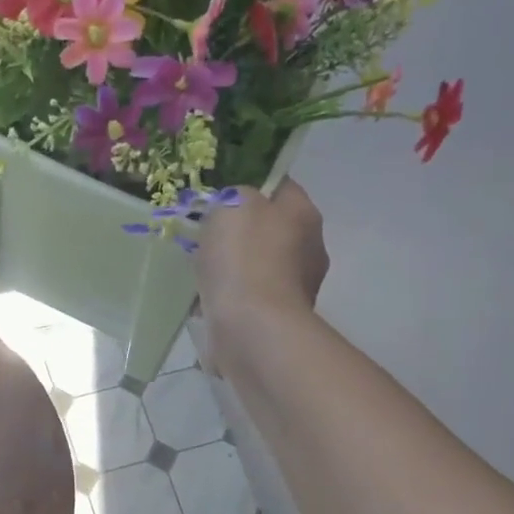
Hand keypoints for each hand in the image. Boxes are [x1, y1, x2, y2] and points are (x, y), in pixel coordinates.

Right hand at [197, 181, 329, 366]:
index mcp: (303, 213)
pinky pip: (251, 296)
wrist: (252, 328)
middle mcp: (310, 247)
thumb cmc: (244, 259)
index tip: (220, 196)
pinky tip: (210, 301)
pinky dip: (233, 297)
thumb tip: (235, 207)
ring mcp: (297, 286)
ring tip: (203, 272)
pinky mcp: (279, 318)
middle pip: (270, 227)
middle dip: (241, 231)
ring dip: (235, 267)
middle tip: (207, 235)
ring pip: (259, 264)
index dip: (249, 185)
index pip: (280, 186)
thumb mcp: (231, 205)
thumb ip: (233, 195)